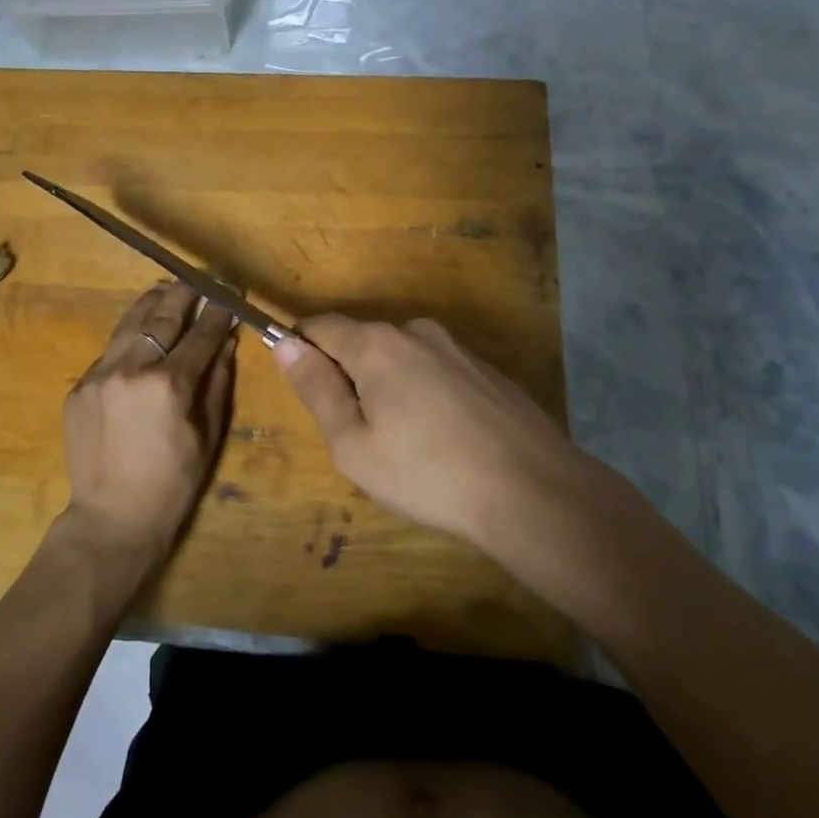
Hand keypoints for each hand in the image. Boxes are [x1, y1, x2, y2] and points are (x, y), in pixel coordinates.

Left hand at [62, 281, 237, 566]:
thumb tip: (227, 342)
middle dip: (184, 294)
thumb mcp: (207, 434)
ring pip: (129, 324)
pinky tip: (139, 335)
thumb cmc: (173, 483)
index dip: (218, 311)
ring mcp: (99, 375)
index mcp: (170, 384)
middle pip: (162, 317)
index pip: (200, 334)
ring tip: (166, 290)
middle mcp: (132, 369)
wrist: (112, 518)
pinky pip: (109, 351)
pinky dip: (128, 338)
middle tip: (199, 280)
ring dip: (151, 303)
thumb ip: (217, 382)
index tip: (229, 293)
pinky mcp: (79, 387)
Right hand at [272, 315, 590, 554]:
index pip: (320, 326)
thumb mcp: (353, 444)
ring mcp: (456, 349)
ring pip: (401, 358)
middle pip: (361, 341)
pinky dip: (424, 395)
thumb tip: (285, 345)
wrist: (533, 491)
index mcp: (376, 344)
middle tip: (359, 435)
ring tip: (405, 444)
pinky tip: (444, 440)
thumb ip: (316, 388)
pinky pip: (436, 372)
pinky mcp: (486, 370)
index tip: (303, 388)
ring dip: (388, 388)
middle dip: (348, 376)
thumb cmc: (427, 474)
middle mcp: (416, 332)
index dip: (300, 348)